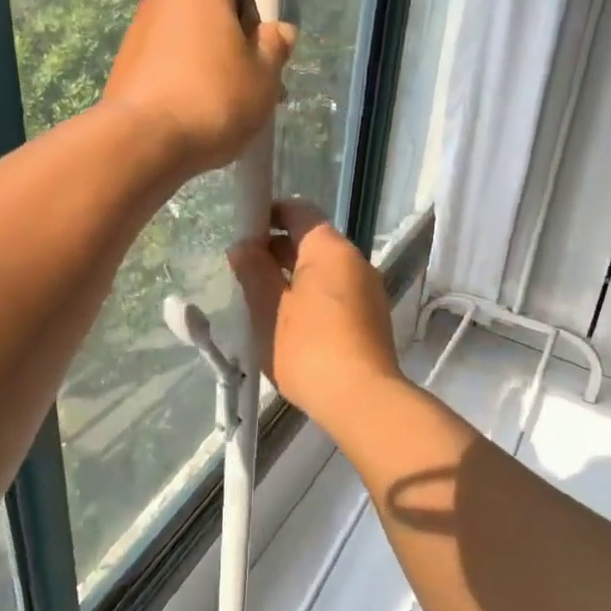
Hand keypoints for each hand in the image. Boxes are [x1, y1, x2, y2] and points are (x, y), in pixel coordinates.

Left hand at [103, 0, 295, 178]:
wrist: (141, 144)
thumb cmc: (212, 99)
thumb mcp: (263, 76)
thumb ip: (275, 46)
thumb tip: (277, 31)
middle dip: (241, 23)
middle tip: (263, 64)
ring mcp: (142, 29)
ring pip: (193, 29)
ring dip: (219, 52)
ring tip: (238, 98)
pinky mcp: (129, 62)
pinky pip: (171, 54)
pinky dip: (192, 71)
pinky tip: (206, 110)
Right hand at [228, 200, 402, 427]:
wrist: (361, 399)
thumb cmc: (308, 347)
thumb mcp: (268, 308)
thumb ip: (253, 271)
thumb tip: (244, 247)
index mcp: (330, 249)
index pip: (298, 211)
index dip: (267, 214)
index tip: (240, 232)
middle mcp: (355, 261)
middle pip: (311, 241)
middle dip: (275, 250)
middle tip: (241, 268)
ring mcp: (367, 291)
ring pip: (321, 270)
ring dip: (290, 276)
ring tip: (257, 297)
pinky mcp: (369, 318)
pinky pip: (333, 293)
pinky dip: (308, 296)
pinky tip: (285, 321)